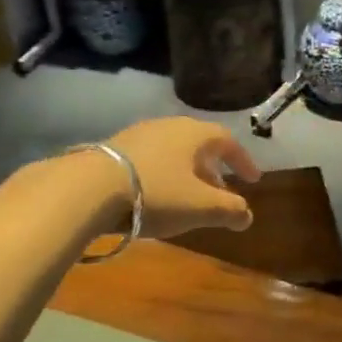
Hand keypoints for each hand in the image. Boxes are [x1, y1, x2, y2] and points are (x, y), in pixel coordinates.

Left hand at [106, 117, 260, 238]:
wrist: (89, 188)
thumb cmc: (156, 193)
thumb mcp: (201, 207)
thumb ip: (230, 210)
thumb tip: (247, 216)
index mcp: (194, 134)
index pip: (228, 141)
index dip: (243, 161)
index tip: (253, 180)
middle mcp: (168, 126)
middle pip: (199, 144)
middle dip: (213, 169)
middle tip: (220, 191)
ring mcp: (138, 134)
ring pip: (173, 151)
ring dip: (187, 172)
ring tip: (188, 197)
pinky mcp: (114, 148)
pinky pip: (151, 158)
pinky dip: (163, 174)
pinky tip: (156, 195)